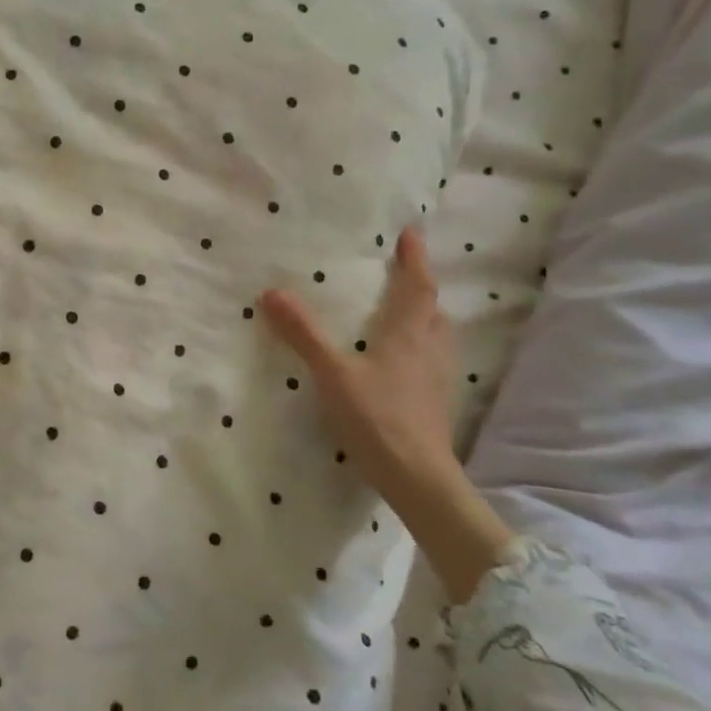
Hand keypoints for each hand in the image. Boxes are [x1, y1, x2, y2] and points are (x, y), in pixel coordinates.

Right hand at [259, 226, 513, 601]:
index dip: (415, 259)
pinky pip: (435, 360)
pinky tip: (407, 361)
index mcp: (407, 334)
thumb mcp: (332, 372)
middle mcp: (430, 349)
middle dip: (421, 287)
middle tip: (407, 273)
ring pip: (438, 336)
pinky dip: (424, 346)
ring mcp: (438, 378)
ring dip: (426, 316)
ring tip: (408, 312)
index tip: (412, 234)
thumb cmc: (376, 417)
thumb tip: (271, 292)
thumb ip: (303, 333)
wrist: (417, 476)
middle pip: (433, 309)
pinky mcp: (436, 402)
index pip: (416, 287)